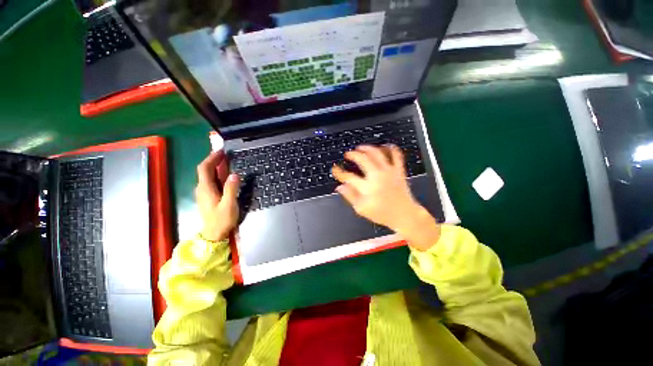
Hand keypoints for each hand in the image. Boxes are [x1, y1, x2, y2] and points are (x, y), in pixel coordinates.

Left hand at [195, 151, 240, 241]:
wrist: (214, 234)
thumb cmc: (222, 220)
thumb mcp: (229, 205)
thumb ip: (231, 189)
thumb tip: (235, 174)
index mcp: (206, 188)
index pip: (205, 168)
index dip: (212, 158)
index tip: (221, 151)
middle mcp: (202, 188)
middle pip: (204, 170)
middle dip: (214, 160)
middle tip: (226, 154)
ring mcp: (204, 193)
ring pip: (207, 175)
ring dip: (215, 166)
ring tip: (226, 161)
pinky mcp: (207, 196)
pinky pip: (210, 180)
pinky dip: (216, 173)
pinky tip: (224, 174)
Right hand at [332, 145, 439, 250]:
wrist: (404, 214)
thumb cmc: (382, 213)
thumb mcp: (362, 209)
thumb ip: (350, 196)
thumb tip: (340, 187)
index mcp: (367, 188)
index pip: (349, 177)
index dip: (339, 172)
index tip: (335, 169)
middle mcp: (377, 176)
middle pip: (362, 159)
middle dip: (352, 154)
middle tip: (348, 154)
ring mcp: (389, 172)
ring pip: (377, 153)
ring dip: (367, 148)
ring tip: (360, 148)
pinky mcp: (399, 170)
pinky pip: (396, 154)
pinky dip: (390, 148)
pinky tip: (384, 146)